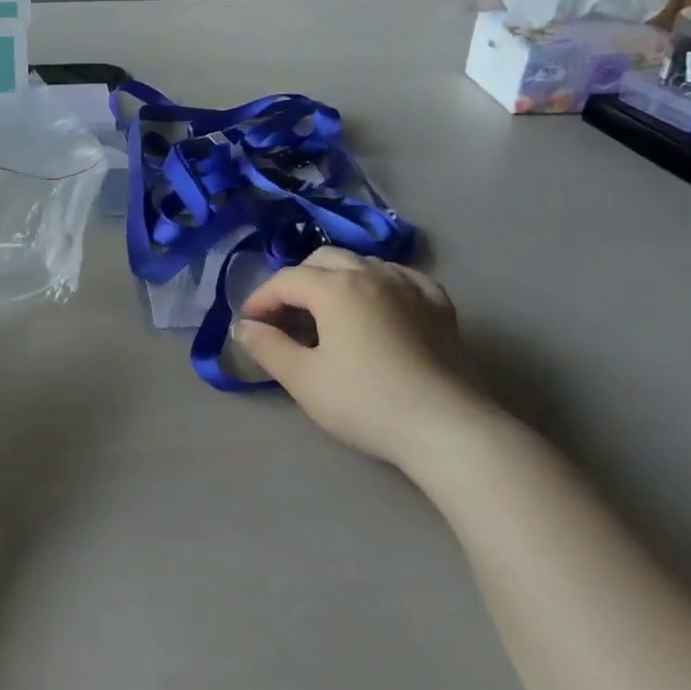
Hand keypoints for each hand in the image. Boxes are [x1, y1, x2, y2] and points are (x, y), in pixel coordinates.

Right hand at [232, 249, 478, 468]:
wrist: (447, 428)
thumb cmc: (366, 402)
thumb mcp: (303, 379)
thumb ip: (267, 346)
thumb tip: (243, 326)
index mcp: (335, 286)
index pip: (285, 280)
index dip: (260, 299)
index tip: (248, 325)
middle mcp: (371, 273)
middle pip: (322, 261)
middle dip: (296, 283)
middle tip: (285, 318)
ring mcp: (409, 285)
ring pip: (361, 264)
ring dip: (335, 280)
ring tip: (328, 314)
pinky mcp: (438, 305)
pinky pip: (399, 278)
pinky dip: (377, 285)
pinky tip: (377, 307)